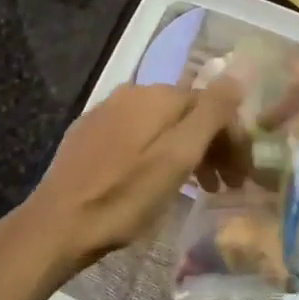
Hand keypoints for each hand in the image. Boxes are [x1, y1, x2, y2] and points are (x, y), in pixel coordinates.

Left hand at [15, 77, 245, 272]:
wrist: (57, 225)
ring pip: (162, 125)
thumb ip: (210, 113)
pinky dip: (159, 153)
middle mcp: (131, 93)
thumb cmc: (125, 196)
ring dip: (188, 151)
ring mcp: (106, 112)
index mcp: (156, 96)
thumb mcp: (177, 157)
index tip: (242, 176)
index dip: (233, 139)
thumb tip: (237, 74)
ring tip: (199, 188)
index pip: (212, 105)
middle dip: (213, 145)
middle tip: (226, 185)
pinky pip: (138, 136)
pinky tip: (159, 180)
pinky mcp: (89, 134)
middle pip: (186, 113)